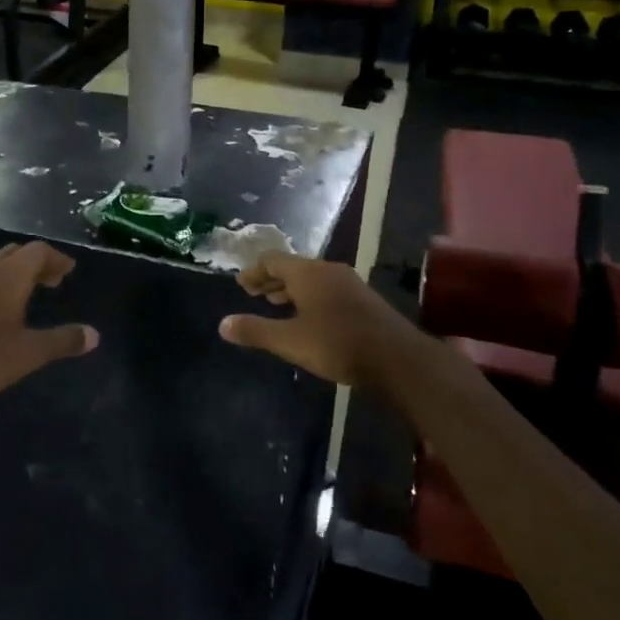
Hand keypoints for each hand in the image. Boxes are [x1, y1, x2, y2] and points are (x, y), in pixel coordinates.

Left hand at [0, 241, 98, 401]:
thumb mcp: (29, 352)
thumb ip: (62, 341)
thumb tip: (95, 335)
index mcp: (9, 275)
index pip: (38, 251)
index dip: (57, 258)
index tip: (70, 270)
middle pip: (16, 253)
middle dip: (37, 262)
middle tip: (53, 280)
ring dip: (17, 272)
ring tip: (30, 292)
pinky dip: (0, 283)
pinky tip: (0, 309)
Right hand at [218, 252, 414, 387]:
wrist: (397, 358)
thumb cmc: (337, 344)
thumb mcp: (290, 341)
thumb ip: (256, 331)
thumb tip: (222, 324)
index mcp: (307, 273)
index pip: (273, 260)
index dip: (254, 271)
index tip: (241, 284)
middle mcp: (328, 270)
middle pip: (293, 267)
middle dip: (271, 280)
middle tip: (253, 293)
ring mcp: (349, 284)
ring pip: (312, 279)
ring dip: (291, 289)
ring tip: (277, 303)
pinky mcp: (363, 300)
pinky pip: (327, 290)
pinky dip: (309, 297)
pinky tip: (309, 318)